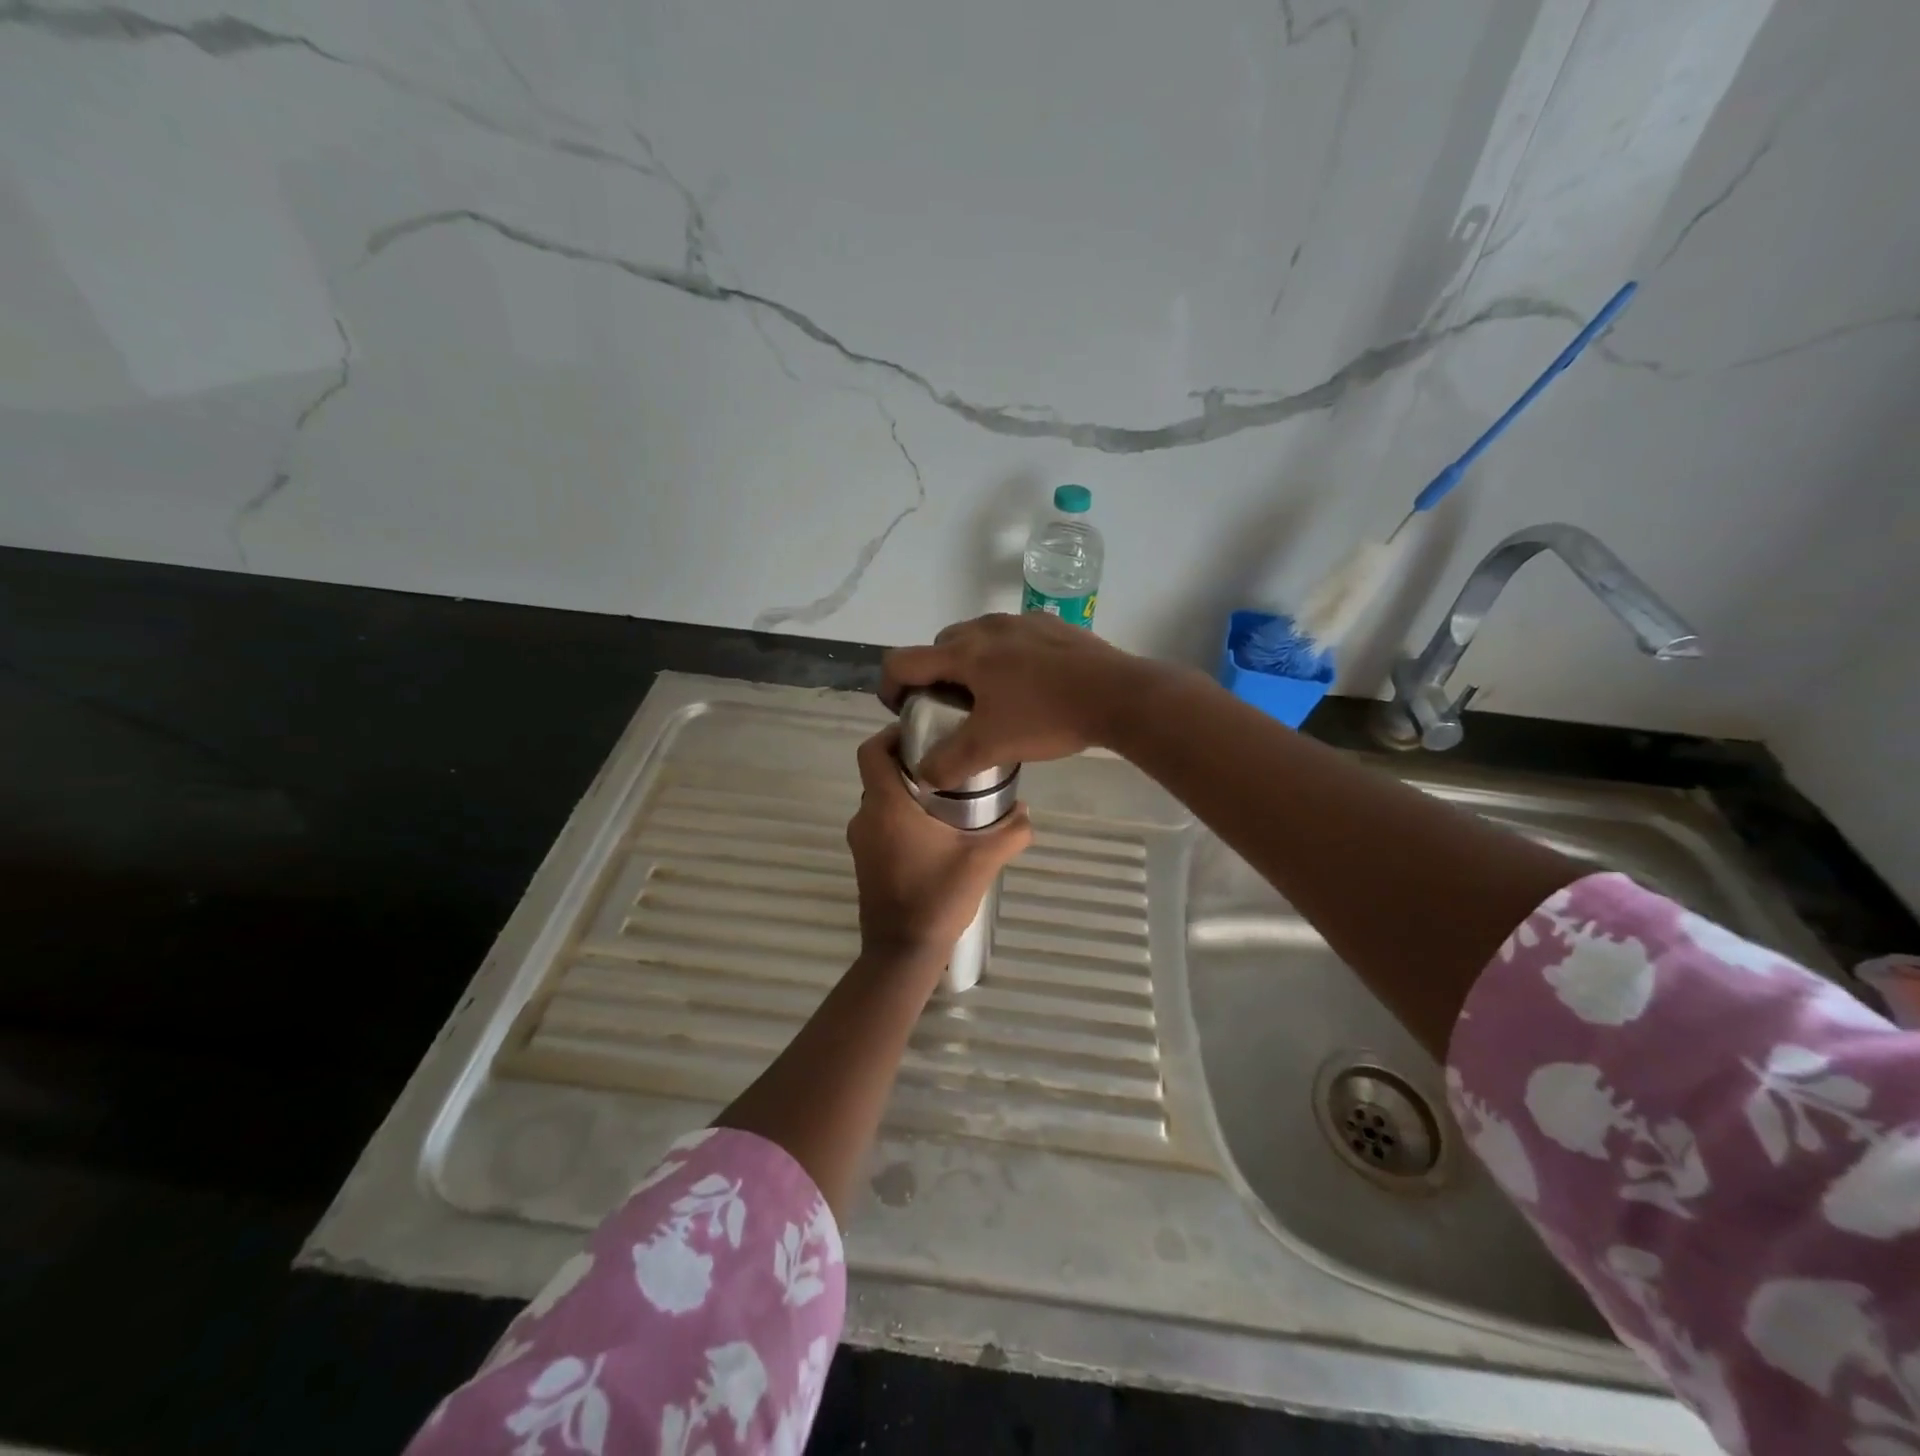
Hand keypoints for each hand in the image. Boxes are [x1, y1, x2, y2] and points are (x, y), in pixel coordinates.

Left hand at [847, 724, 1032, 964]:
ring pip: (880, 800)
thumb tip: (1026, 811)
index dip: (892, 734)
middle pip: (879, 773)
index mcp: (886, 806)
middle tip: (947, 763)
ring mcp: (861, 841)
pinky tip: (934, 831)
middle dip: (909, 764)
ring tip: (947, 797)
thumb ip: (1011, 832)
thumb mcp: (983, 861)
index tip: (923, 734)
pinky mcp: (864, 861)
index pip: (872, 750)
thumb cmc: (938, 897)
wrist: (903, 951)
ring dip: (906, 793)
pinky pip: (879, 824)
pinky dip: (900, 817)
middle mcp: (866, 817)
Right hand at [880, 613, 1159, 788]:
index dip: (890, 687)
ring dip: (971, 664)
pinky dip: (1006, 657)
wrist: (1117, 695)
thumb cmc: (1046, 717)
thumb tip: (924, 777)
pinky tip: (1029, 685)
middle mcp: (986, 628)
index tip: (903, 711)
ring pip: (978, 638)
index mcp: (964, 653)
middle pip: (939, 646)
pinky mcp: (1052, 625)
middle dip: (934, 676)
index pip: (903, 661)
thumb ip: (950, 763)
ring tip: (990, 698)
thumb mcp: (992, 747)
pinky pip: (1013, 637)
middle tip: (949, 709)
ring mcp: (1022, 621)